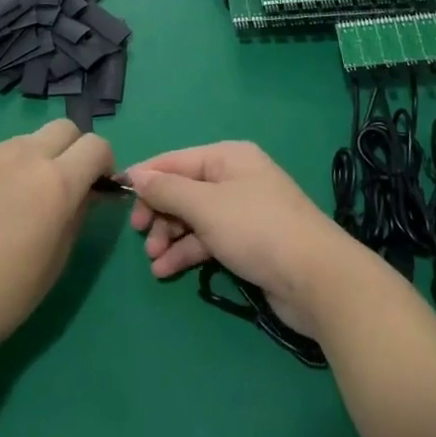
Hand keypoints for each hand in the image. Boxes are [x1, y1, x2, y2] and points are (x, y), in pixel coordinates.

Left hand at [0, 119, 113, 356]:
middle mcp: (25, 155)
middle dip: (73, 150)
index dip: (104, 162)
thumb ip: (78, 214)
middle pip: (65, 128)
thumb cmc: (2, 296)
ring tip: (15, 201)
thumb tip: (87, 192)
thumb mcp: (57, 260)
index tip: (97, 185)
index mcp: (56, 183)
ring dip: (35, 160)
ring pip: (27, 141)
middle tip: (62, 185)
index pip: (96, 145)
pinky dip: (1, 170)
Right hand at [126, 141, 364, 339]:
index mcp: (227, 157)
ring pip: (194, 217)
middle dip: (160, 212)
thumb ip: (167, 190)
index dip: (146, 177)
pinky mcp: (248, 242)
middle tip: (142, 236)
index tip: (119, 197)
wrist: (316, 278)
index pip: (175, 160)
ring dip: (170, 236)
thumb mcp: (206, 206)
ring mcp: (243, 211)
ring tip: (155, 261)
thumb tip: (136, 175)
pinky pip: (208, 239)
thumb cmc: (257, 229)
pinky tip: (166, 271)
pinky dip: (187, 252)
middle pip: (184, 189)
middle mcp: (234, 178)